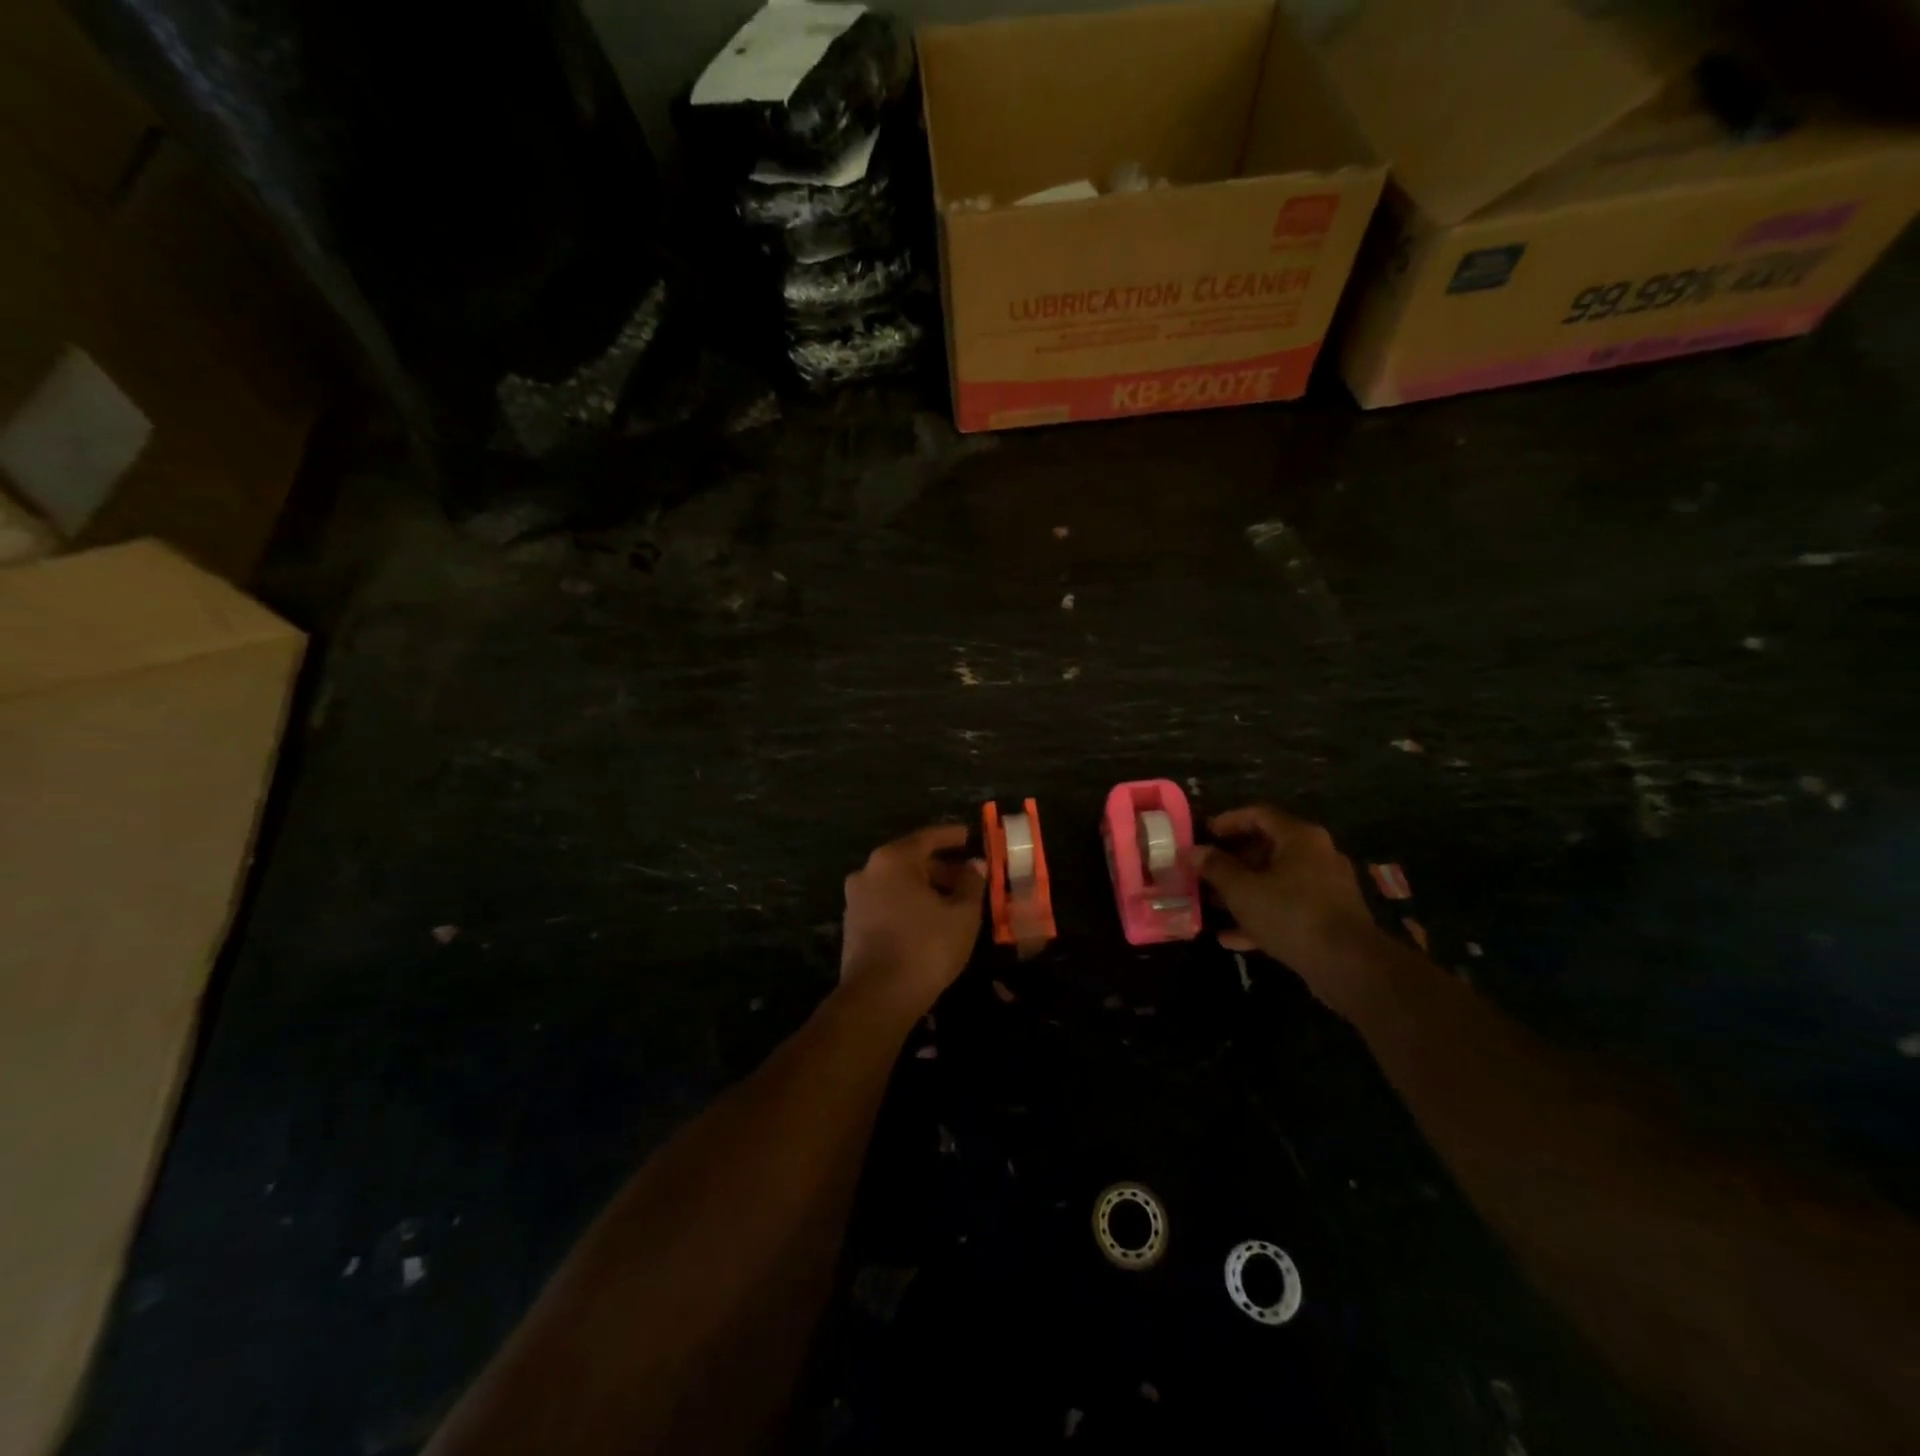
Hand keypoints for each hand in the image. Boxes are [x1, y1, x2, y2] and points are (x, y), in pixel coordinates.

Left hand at [840, 825, 985, 1017]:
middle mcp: (869, 871)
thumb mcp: (962, 914)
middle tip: (969, 877)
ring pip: (899, 883)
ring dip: (926, 887)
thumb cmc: (926, 947)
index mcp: (893, 859)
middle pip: (911, 860)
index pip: (928, 837)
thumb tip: (975, 866)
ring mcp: (856, 898)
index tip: (971, 836)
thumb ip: (971, 883)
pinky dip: (910, 903)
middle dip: (942, 867)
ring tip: (955, 901)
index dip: (953, 836)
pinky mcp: (853, 924)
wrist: (877, 998)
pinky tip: (931, 920)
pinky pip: (888, 902)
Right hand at [1194, 806, 1375, 985]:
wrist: (1349, 966)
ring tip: (1212, 904)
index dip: (1228, 821)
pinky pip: (1287, 908)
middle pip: (1268, 848)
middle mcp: (1317, 856)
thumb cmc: (1291, 914)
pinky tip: (1231, 938)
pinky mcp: (1328, 918)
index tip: (1204, 834)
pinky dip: (1261, 916)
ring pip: (1276, 881)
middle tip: (1205, 872)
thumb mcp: (1242, 890)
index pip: (1259, 815)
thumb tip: (1192, 852)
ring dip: (1244, 891)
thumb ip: (1215, 868)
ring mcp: (1326, 888)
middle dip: (1232, 861)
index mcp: (1300, 838)